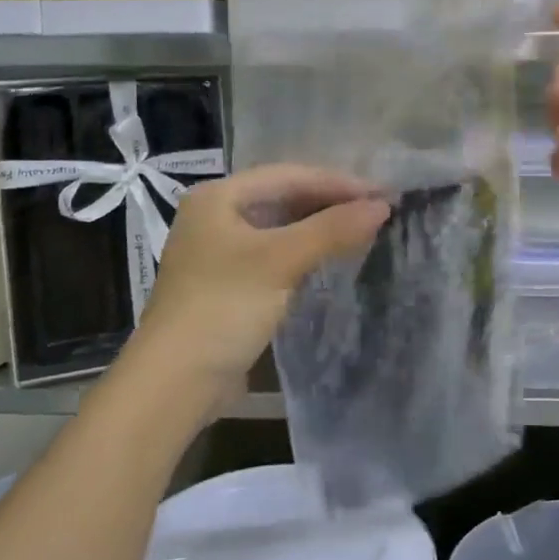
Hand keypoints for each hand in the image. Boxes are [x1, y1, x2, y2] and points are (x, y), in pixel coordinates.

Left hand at [135, 166, 390, 389]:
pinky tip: (333, 257)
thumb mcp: (280, 261)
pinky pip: (275, 254)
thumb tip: (383, 206)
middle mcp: (215, 215)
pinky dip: (306, 251)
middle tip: (379, 210)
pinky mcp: (229, 283)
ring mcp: (220, 250)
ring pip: (281, 226)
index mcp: (218, 196)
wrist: (174, 383)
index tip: (384, 194)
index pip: (289, 176)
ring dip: (321, 227)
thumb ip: (332, 229)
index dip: (339, 183)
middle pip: (284, 197)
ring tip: (364, 229)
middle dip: (331, 202)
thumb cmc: (223, 308)